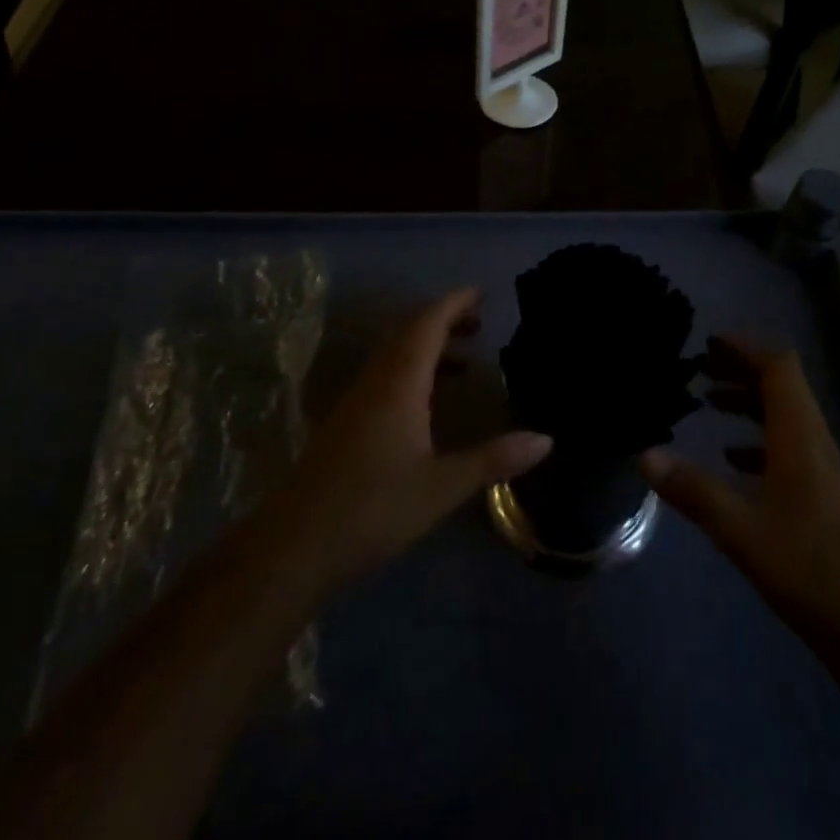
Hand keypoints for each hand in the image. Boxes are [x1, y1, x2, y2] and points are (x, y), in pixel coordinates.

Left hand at [258, 288, 552, 600]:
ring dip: (427, 346)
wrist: (293, 547)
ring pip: (393, 355)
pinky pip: (383, 377)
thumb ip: (493, 459)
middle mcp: (375, 382)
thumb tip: (546, 439)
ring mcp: (355, 402)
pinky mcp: (344, 424)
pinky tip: (426, 403)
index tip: (480, 293)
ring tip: (463, 359)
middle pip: (408, 332)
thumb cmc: (372, 510)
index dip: (453, 303)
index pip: (427, 324)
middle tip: (478, 322)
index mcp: (398, 383)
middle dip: (442, 319)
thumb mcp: (441, 487)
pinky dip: (411, 371)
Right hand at [642, 337, 839, 639]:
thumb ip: (693, 491)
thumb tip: (646, 454)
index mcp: (800, 436)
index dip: (746, 348)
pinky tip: (733, 461)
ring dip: (749, 403)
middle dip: (742, 370)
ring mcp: (822, 471)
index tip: (710, 344)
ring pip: (785, 417)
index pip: (779, 367)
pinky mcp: (824, 498)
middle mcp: (814, 443)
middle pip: (782, 386)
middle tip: (700, 369)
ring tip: (709, 404)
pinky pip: (789, 448)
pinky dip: (758, 440)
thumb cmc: (811, 569)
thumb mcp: (742, 530)